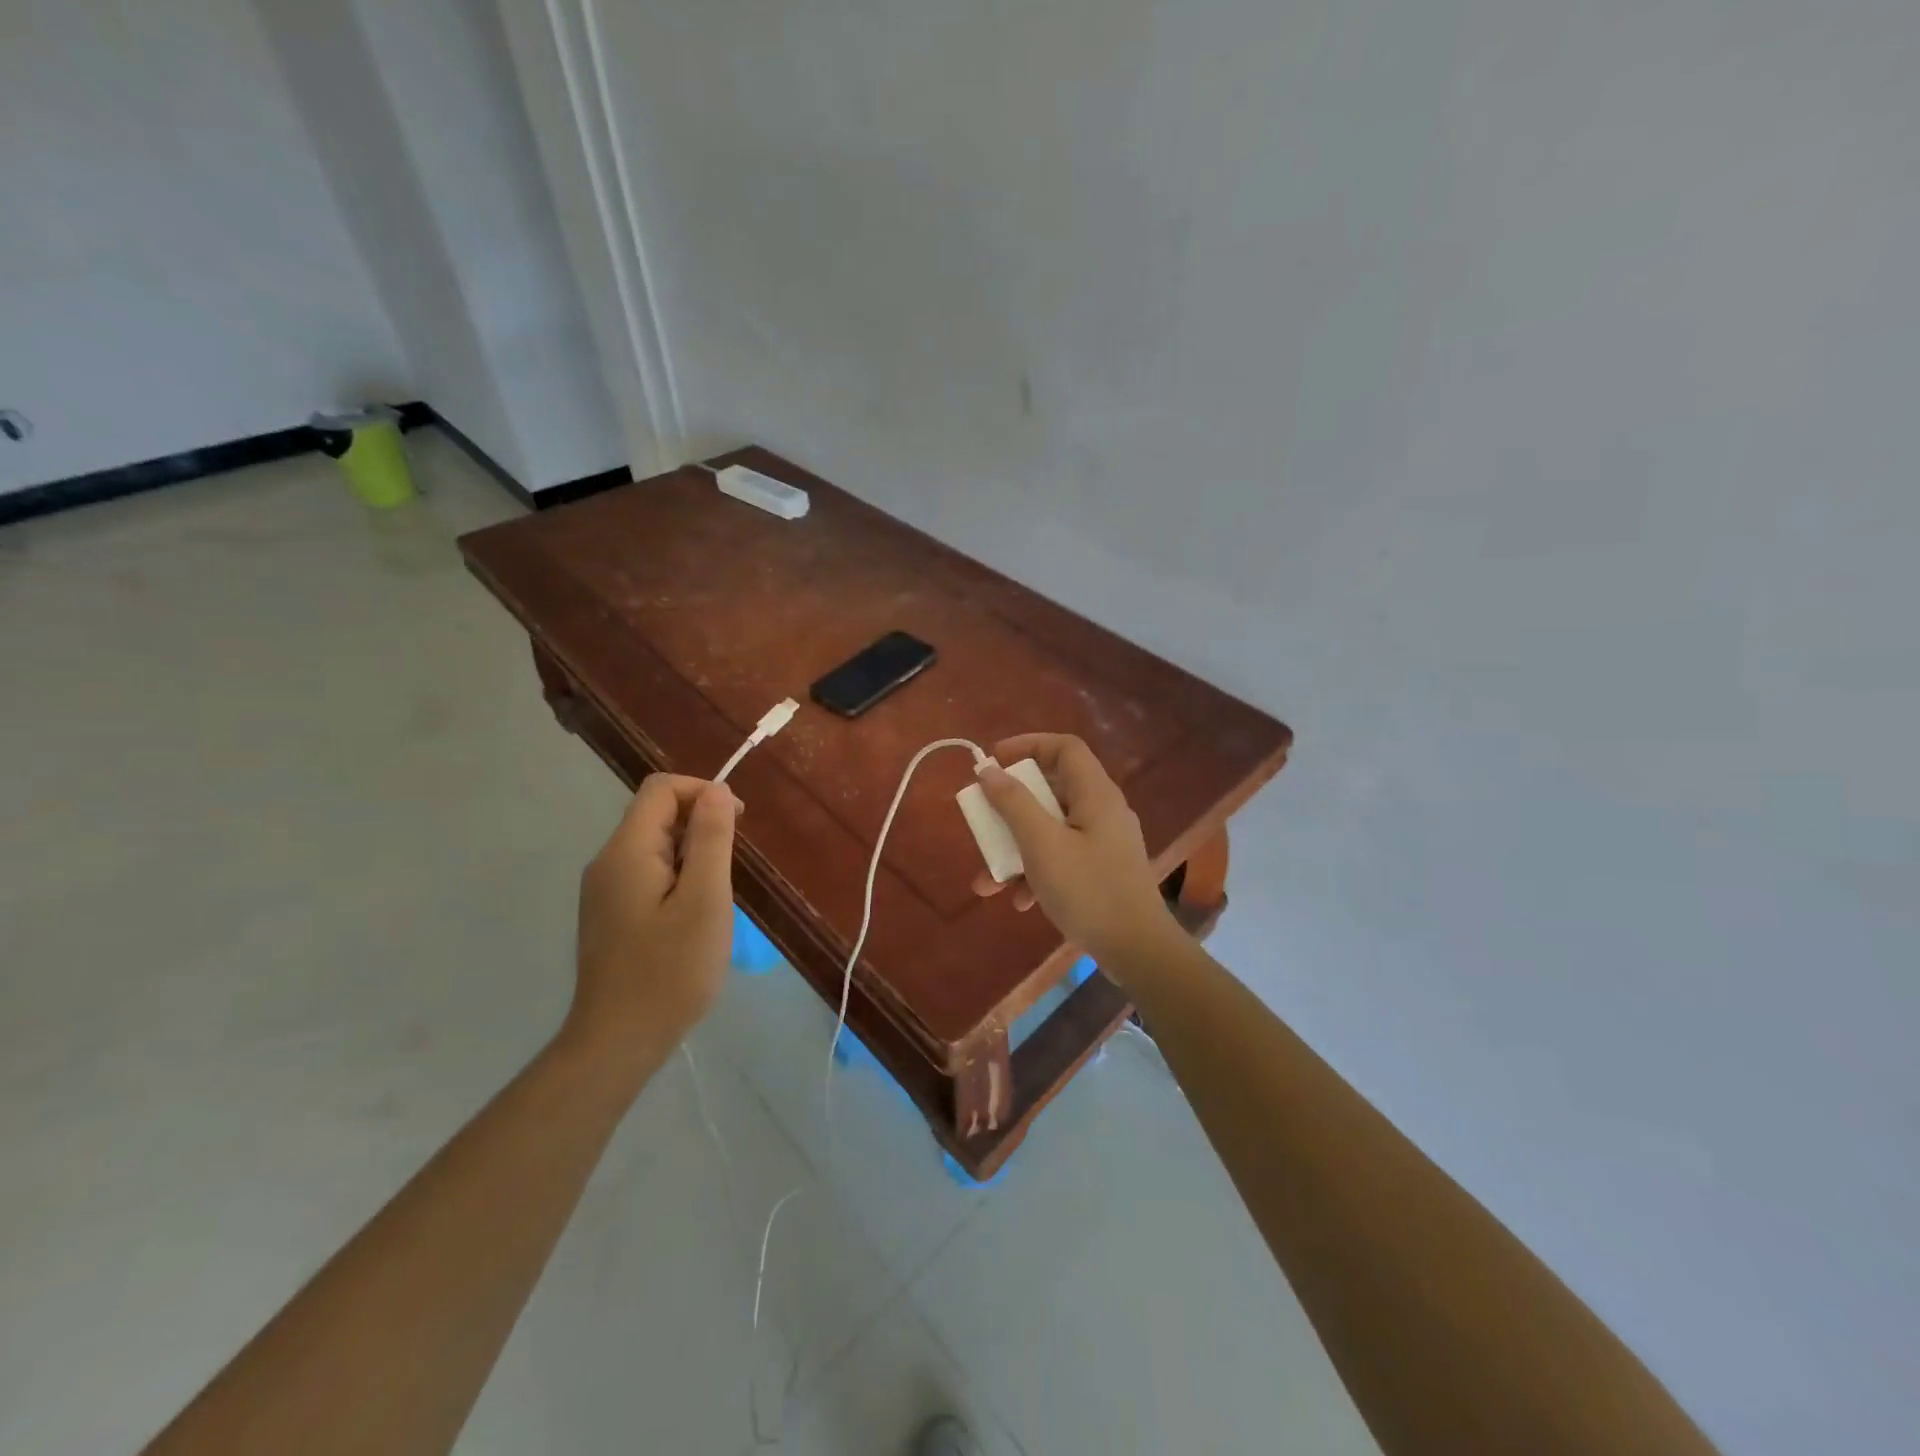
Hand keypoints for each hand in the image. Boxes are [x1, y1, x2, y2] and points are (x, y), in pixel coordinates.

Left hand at [568, 774, 740, 1076]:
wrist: (618, 1041)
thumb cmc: (670, 970)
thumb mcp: (705, 900)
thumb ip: (711, 839)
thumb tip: (717, 790)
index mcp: (627, 851)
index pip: (661, 789)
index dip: (703, 792)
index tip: (738, 824)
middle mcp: (607, 862)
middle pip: (655, 814)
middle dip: (700, 823)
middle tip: (733, 865)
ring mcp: (604, 890)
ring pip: (653, 845)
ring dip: (692, 851)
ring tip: (717, 893)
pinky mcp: (609, 914)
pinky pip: (647, 872)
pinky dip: (677, 875)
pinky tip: (694, 913)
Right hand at [970, 734, 1177, 963]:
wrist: (1137, 950)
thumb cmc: (1088, 890)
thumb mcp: (1042, 844)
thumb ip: (1014, 804)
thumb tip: (989, 771)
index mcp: (1096, 794)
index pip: (1064, 748)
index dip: (1028, 745)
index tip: (993, 761)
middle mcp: (1102, 811)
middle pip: (1052, 789)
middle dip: (1011, 807)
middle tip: (983, 818)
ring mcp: (1103, 843)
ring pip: (1051, 828)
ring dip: (1016, 848)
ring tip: (986, 880)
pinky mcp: (1101, 871)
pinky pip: (1061, 857)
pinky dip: (1036, 871)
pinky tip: (1018, 900)